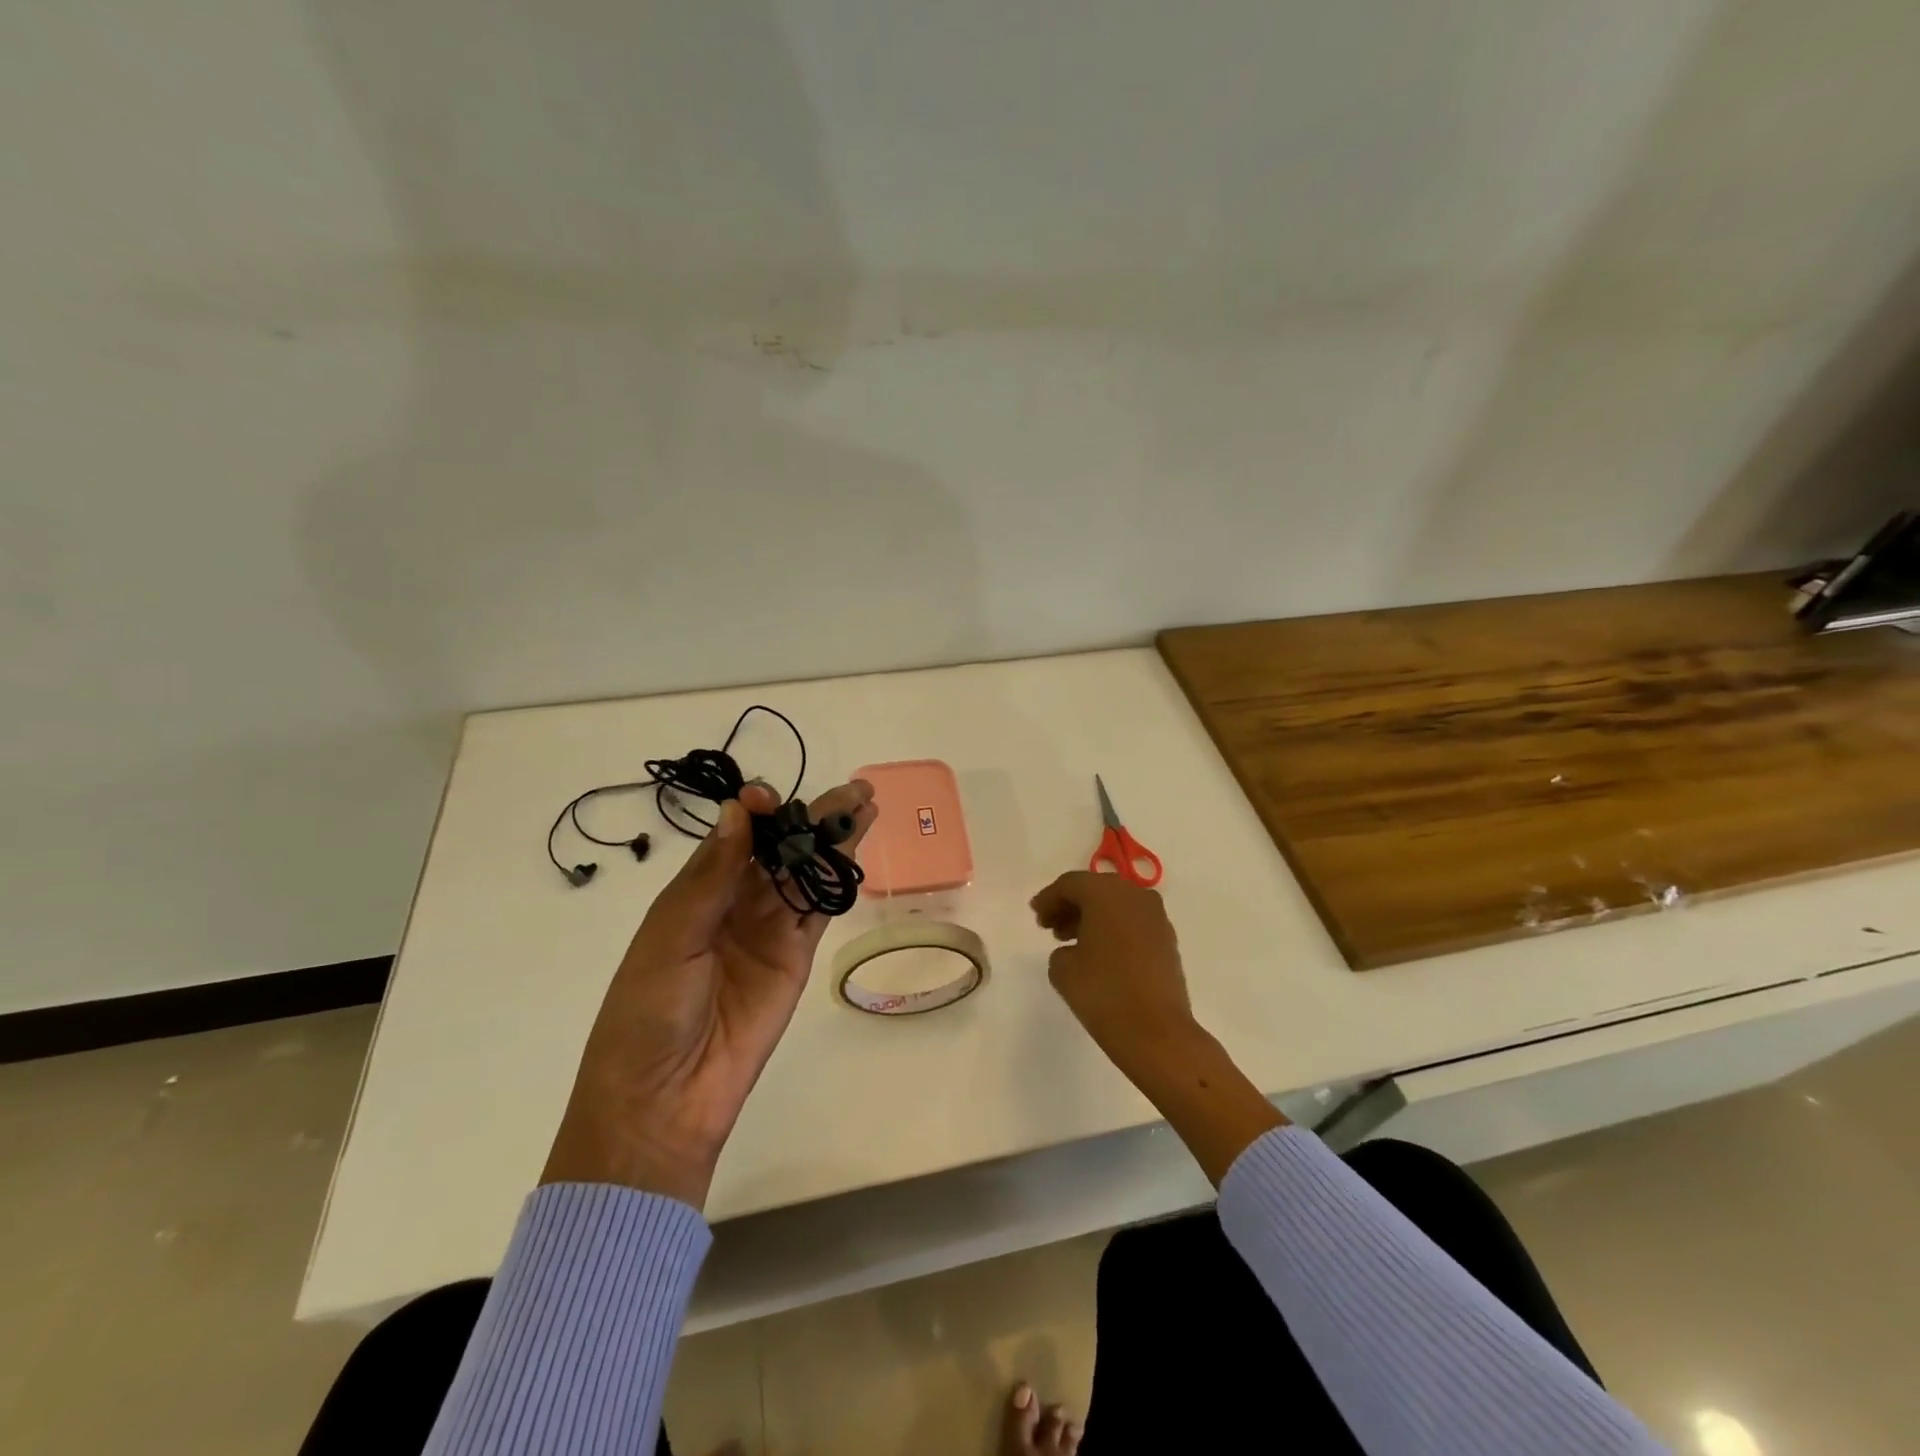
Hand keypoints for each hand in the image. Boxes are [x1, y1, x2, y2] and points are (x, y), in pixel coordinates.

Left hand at [543, 779, 875, 1207]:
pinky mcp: (796, 958)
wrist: (665, 1099)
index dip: (756, 813)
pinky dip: (838, 881)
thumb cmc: (649, 1011)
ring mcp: (769, 930)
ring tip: (865, 806)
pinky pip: (819, 910)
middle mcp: (735, 904)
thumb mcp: (671, 937)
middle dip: (812, 816)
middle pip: (781, 849)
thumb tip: (739, 811)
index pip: (735, 837)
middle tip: (852, 789)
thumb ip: (710, 877)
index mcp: (695, 893)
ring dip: (835, 840)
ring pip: (807, 873)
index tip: (770, 797)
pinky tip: (857, 852)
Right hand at [1031, 870, 1285, 1184]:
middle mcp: (1135, 895)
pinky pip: (1132, 922)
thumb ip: (1061, 949)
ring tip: (1069, 942)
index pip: (1071, 884)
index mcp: (1107, 893)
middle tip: (1049, 926)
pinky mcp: (1167, 940)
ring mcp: (1156, 917)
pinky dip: (1112, 929)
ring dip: (1091, 918)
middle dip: (1070, 905)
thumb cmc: (1104, 993)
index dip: (1049, 898)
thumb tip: (1075, 949)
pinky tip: (1098, 953)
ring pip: (1116, 905)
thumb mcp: (1063, 969)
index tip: (1035, 916)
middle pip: (1095, 890)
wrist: (1157, 1033)